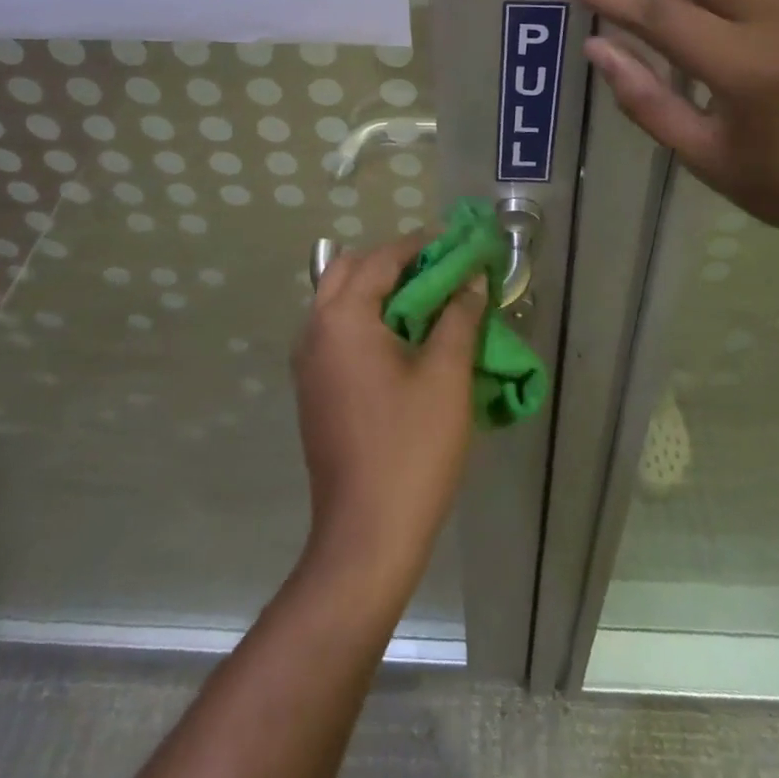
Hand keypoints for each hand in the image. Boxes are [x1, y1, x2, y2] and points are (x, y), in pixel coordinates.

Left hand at [291, 237, 486, 604]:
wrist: (366, 536)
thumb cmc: (411, 448)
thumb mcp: (446, 375)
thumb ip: (458, 317)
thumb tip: (471, 281)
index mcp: (342, 319)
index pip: (381, 259)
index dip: (420, 245)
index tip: (454, 241)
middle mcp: (314, 331)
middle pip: (348, 270)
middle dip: (392, 261)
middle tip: (437, 269)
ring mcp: (307, 363)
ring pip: (337, 300)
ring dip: (376, 289)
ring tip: (424, 299)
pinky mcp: (313, 390)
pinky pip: (335, 331)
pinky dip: (365, 318)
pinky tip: (400, 339)